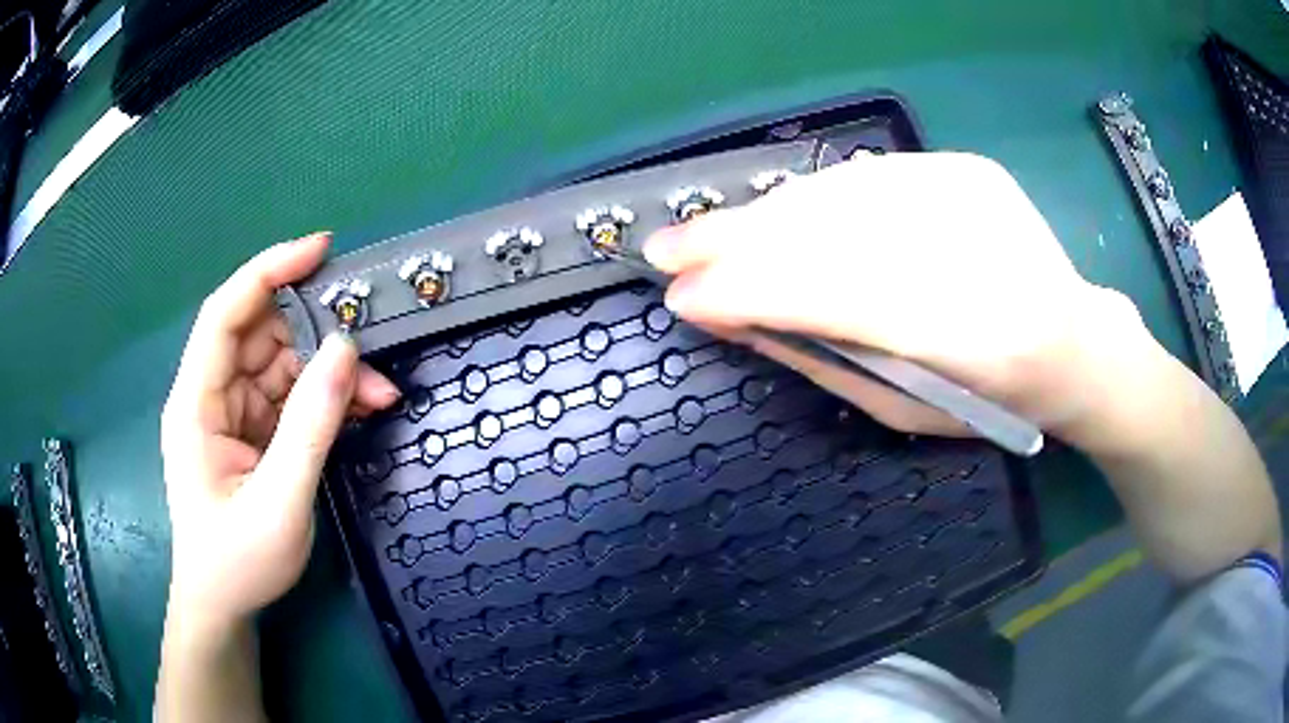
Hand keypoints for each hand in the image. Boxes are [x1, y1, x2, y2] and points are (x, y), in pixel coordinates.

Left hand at [160, 233, 399, 627]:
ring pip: (285, 365)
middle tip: (371, 341)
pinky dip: (328, 399)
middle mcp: (211, 396)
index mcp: (196, 404)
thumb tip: (344, 348)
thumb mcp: (280, 502)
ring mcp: (233, 414)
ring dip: (331, 372)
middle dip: (317, 333)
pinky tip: (362, 409)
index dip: (268, 271)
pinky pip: (293, 398)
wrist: (223, 605)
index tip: (321, 249)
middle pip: (262, 335)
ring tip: (380, 392)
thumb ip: (311, 426)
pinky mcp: (253, 432)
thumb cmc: (238, 562)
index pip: (225, 315)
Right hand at [644, 152, 1139, 441]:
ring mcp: (972, 194)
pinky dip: (811, 198)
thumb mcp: (907, 411)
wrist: (1075, 342)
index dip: (750, 292)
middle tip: (666, 250)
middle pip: (832, 233)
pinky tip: (778, 216)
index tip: (682, 299)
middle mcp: (976, 249)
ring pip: (840, 193)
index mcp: (974, 339)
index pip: (835, 297)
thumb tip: (735, 317)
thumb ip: (822, 357)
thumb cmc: (992, 403)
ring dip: (765, 216)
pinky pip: (866, 176)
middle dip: (736, 241)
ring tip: (711, 236)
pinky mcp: (965, 167)